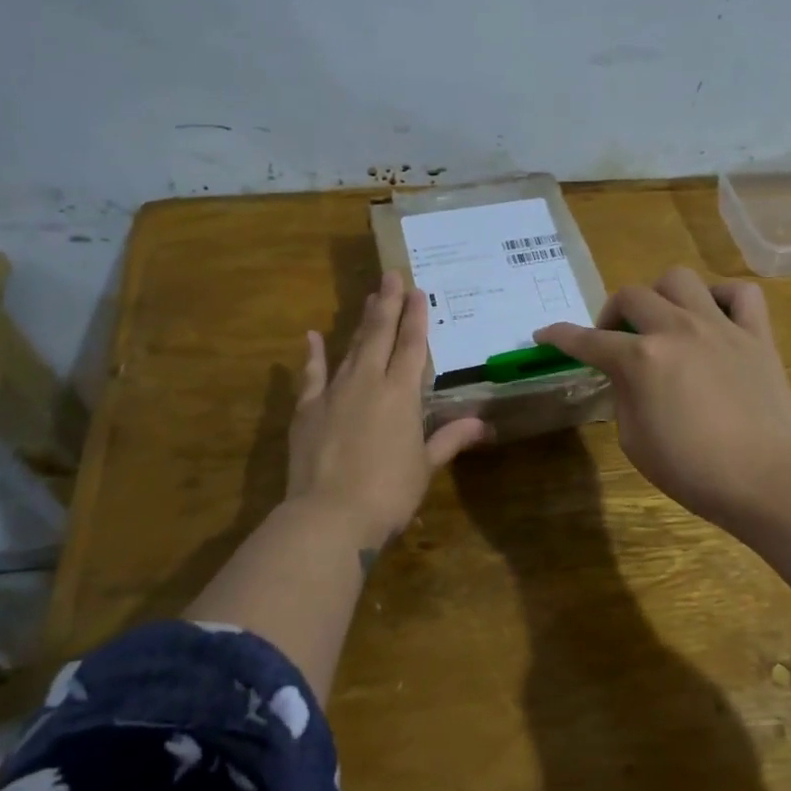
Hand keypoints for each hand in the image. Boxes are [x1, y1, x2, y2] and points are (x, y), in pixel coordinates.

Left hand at [287, 270, 489, 548]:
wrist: (330, 515)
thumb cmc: (388, 493)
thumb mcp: (425, 466)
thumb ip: (449, 439)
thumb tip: (483, 425)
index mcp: (401, 394)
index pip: (411, 346)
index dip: (416, 318)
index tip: (417, 291)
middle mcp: (368, 382)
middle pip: (380, 335)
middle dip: (387, 304)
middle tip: (390, 275)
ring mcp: (334, 392)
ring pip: (351, 348)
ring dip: (361, 322)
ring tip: (368, 298)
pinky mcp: (307, 409)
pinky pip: (312, 374)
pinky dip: (313, 354)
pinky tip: (312, 335)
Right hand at [535, 268, 790, 534]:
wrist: (766, 480)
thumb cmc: (693, 471)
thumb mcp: (635, 442)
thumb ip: (624, 397)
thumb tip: (627, 376)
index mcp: (641, 360)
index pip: (588, 341)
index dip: (560, 336)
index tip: (544, 334)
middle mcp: (676, 330)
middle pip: (631, 295)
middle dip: (610, 314)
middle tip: (614, 339)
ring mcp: (720, 327)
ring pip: (680, 279)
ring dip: (660, 295)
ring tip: (662, 320)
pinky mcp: (757, 335)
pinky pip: (741, 293)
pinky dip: (721, 297)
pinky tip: (713, 317)